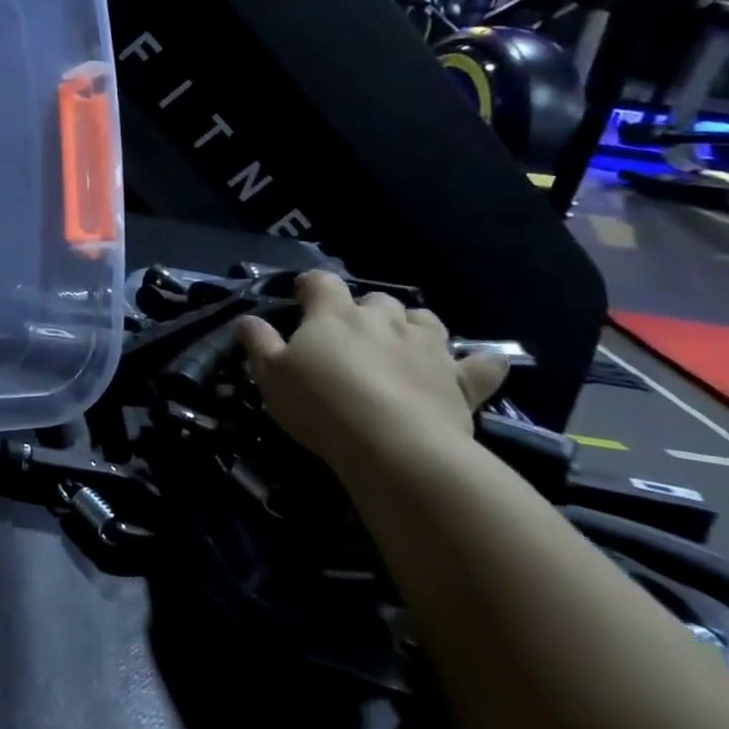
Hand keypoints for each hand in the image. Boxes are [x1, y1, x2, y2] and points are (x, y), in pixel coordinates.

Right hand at [233, 271, 508, 475]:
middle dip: (365, 309)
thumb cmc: (321, 405)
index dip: (311, 286)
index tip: (302, 298)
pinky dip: (479, 361)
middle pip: (377, 299)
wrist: (394, 446)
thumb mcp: (271, 375)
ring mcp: (427, 347)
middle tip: (350, 334)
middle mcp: (383, 320)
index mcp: (334, 314)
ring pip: (424, 319)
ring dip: (412, 325)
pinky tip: (478, 363)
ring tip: (401, 343)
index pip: (322, 282)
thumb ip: (259, 343)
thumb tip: (247, 319)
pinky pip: (481, 363)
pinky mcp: (460, 380)